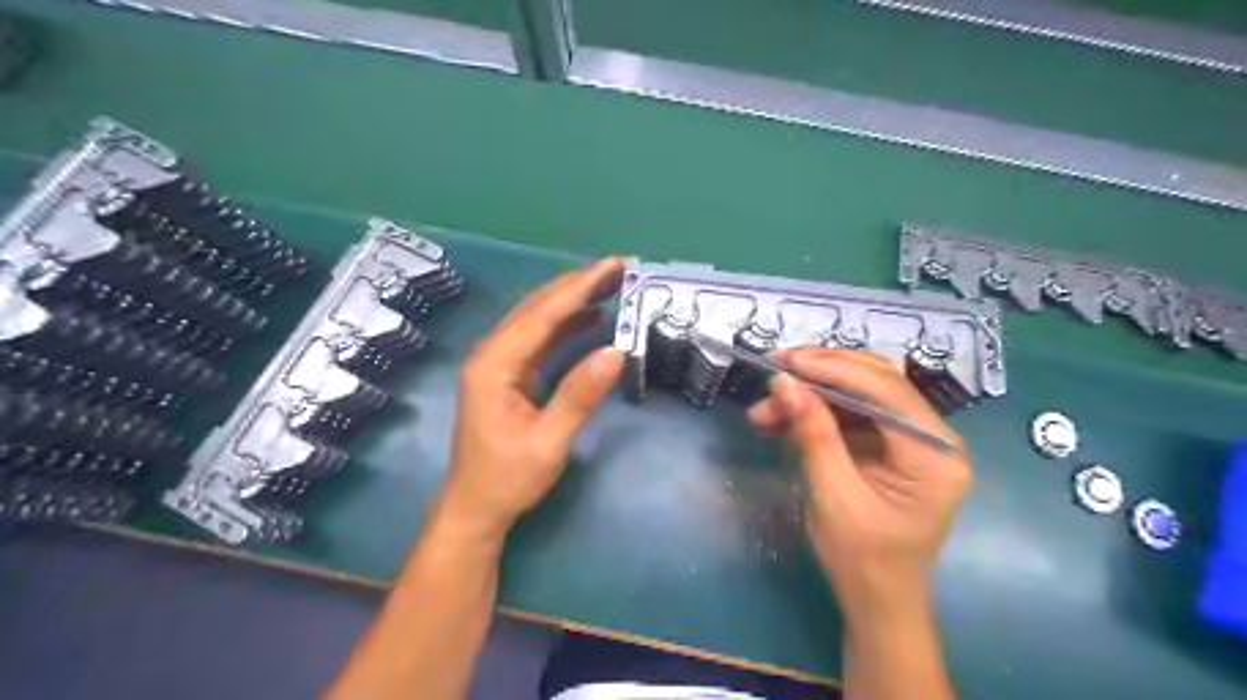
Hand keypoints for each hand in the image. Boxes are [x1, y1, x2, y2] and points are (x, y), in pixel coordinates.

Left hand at [438, 260, 632, 542]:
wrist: (476, 508)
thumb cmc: (508, 479)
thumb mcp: (548, 442)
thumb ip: (579, 396)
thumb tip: (615, 352)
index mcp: (493, 365)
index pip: (541, 316)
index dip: (578, 289)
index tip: (611, 267)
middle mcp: (491, 355)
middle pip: (536, 309)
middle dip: (576, 286)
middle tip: (617, 269)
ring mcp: (498, 364)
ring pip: (537, 320)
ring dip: (572, 301)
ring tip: (609, 285)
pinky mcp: (508, 375)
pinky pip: (539, 340)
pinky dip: (566, 326)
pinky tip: (590, 319)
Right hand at [744, 353, 966, 608]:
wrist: (877, 601)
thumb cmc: (862, 559)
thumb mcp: (832, 496)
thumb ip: (812, 434)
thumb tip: (784, 382)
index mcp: (934, 454)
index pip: (886, 390)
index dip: (832, 368)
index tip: (785, 361)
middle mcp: (932, 437)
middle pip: (876, 382)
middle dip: (819, 375)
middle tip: (773, 372)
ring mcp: (911, 440)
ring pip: (858, 394)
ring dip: (810, 396)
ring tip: (763, 410)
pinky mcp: (889, 445)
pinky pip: (850, 414)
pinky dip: (814, 413)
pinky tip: (780, 420)